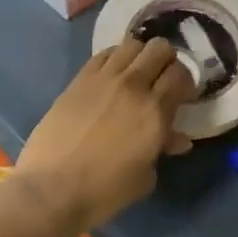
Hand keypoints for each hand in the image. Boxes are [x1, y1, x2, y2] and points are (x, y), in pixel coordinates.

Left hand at [13, 38, 194, 236]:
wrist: (52, 189)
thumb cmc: (104, 192)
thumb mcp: (144, 177)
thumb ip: (162, 149)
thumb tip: (176, 139)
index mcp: (155, 112)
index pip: (180, 75)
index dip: (186, 83)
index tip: (182, 97)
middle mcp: (133, 86)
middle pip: (159, 49)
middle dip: (167, 62)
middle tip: (162, 81)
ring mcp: (103, 79)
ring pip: (132, 45)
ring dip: (141, 56)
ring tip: (137, 74)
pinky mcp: (78, 80)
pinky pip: (104, 54)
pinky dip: (115, 58)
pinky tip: (112, 76)